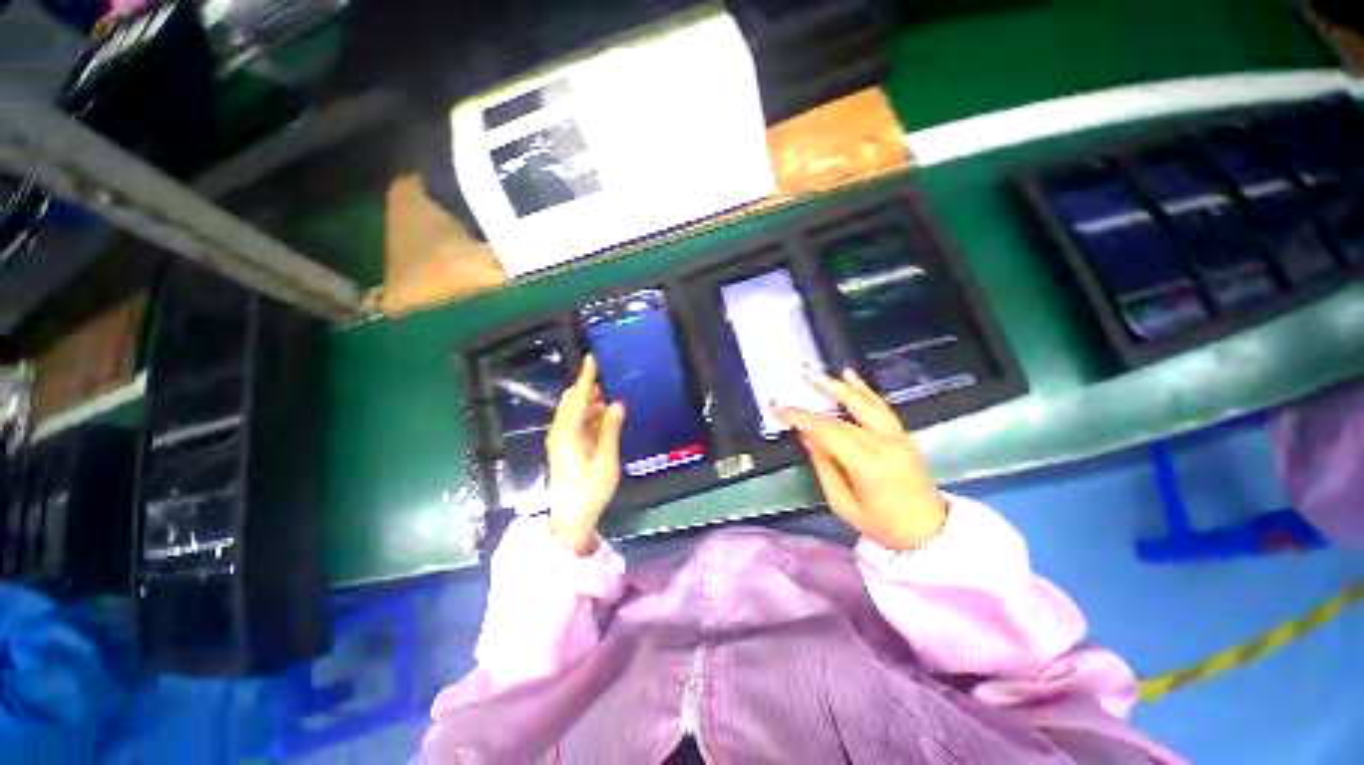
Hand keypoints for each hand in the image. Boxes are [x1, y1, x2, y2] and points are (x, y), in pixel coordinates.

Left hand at [546, 355, 625, 555]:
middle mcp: (561, 431)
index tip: (592, 357)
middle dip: (588, 387)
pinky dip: (589, 414)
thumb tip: (617, 402)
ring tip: (611, 394)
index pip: (578, 396)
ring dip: (590, 401)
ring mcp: (561, 439)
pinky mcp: (565, 447)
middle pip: (572, 400)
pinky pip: (577, 422)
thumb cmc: (590, 488)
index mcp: (568, 431)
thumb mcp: (606, 458)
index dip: (587, 376)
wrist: (571, 517)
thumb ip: (611, 428)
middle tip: (609, 378)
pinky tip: (604, 415)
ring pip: (574, 411)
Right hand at [775, 369, 946, 550]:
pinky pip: (881, 406)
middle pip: (842, 417)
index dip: (800, 418)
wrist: (930, 532)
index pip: (828, 433)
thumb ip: (823, 466)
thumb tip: (806, 436)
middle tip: (790, 391)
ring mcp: (898, 436)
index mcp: (869, 466)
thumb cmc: (883, 525)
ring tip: (815, 375)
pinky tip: (850, 376)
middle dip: (812, 404)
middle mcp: (885, 445)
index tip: (778, 409)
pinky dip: (863, 390)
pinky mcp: (903, 434)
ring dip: (838, 387)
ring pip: (865, 403)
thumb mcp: (843, 504)